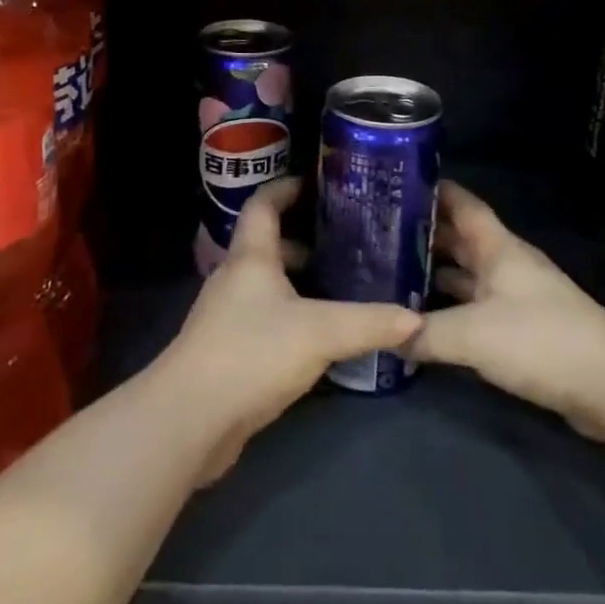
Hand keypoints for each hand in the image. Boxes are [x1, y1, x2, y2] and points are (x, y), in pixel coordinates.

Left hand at [160, 177, 420, 482]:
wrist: (189, 420)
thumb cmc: (251, 354)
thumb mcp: (320, 333)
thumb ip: (369, 323)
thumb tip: (415, 319)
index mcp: (251, 258)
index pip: (263, 205)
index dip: (286, 188)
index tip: (317, 183)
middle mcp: (235, 279)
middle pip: (269, 245)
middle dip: (305, 240)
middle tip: (347, 242)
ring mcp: (227, 317)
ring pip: (268, 285)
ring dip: (299, 281)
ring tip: (342, 285)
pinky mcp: (227, 352)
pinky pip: (264, 320)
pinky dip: (291, 316)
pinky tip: (320, 336)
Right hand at [409, 182, 604, 440]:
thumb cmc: (540, 339)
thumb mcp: (473, 334)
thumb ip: (426, 333)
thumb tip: (385, 333)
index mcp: (498, 248)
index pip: (463, 204)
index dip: (435, 190)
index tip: (399, 182)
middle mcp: (506, 265)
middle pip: (461, 239)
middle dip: (425, 234)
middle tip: (380, 233)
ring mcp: (517, 298)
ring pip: (468, 275)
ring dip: (436, 273)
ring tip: (393, 274)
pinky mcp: (524, 332)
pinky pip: (477, 309)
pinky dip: (452, 309)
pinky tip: (426, 321)